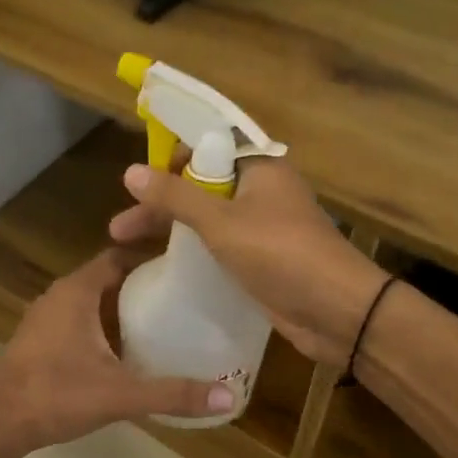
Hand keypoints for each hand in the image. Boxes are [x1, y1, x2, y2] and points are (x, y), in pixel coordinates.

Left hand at [0, 248, 233, 457]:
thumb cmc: (54, 394)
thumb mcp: (120, 393)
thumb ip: (173, 393)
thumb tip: (228, 395)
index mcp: (77, 291)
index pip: (118, 257)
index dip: (150, 258)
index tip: (184, 270)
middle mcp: (59, 297)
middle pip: (108, 280)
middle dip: (142, 288)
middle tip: (183, 301)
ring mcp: (45, 322)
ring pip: (92, 306)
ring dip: (122, 313)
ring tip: (164, 327)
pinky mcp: (39, 345)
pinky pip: (79, 327)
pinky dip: (103, 333)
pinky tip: (127, 357)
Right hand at [109, 158, 388, 366]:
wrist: (337, 311)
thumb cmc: (280, 254)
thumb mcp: (221, 222)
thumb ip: (175, 197)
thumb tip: (130, 171)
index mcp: (260, 167)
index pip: (209, 145)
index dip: (173, 158)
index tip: (139, 180)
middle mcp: (262, 191)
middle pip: (202, 185)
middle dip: (161, 202)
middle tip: (120, 227)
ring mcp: (264, 227)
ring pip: (209, 217)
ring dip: (173, 228)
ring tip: (127, 247)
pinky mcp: (264, 259)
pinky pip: (221, 245)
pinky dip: (194, 250)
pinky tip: (165, 266)